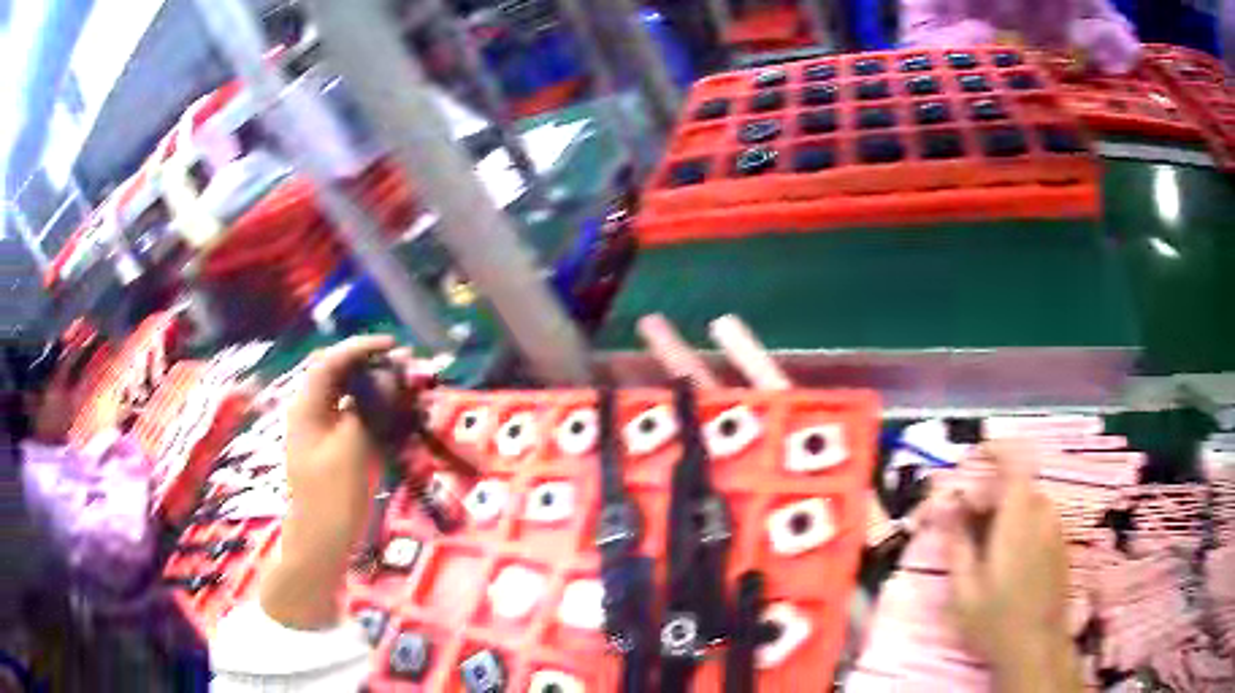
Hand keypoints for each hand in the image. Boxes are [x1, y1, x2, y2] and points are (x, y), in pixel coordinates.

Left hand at [261, 335, 397, 629]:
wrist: (321, 543)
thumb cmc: (331, 496)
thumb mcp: (352, 449)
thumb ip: (369, 408)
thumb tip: (390, 377)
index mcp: (307, 406)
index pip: (332, 361)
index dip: (362, 348)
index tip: (394, 347)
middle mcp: (313, 412)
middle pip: (340, 376)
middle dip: (371, 367)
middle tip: (405, 368)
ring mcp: (323, 432)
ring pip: (349, 398)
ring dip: (376, 389)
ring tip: (406, 388)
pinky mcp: (335, 450)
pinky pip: (355, 420)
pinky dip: (376, 412)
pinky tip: (396, 417)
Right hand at [945, 441, 1081, 692]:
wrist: (1037, 647)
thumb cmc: (996, 621)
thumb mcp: (963, 591)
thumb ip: (957, 544)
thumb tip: (948, 508)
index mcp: (1018, 518)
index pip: (1016, 460)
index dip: (996, 448)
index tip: (974, 456)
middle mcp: (1043, 513)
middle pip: (1018, 483)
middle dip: (991, 492)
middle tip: (967, 521)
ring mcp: (1056, 528)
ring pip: (1029, 501)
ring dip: (1006, 509)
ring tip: (986, 546)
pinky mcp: (1061, 544)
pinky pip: (1039, 518)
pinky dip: (1021, 523)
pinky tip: (1008, 561)